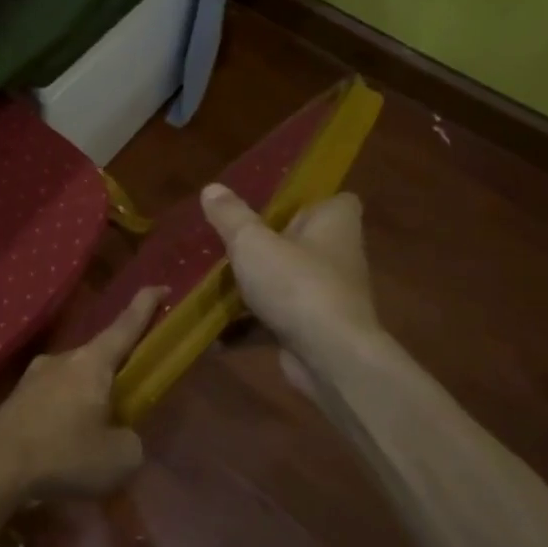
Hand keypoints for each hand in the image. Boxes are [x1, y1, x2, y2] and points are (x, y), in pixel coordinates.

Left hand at [0, 287, 163, 504]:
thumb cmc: (64, 454)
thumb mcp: (119, 458)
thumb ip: (130, 440)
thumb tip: (119, 434)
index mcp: (91, 363)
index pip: (125, 326)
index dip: (146, 306)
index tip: (161, 286)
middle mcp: (61, 359)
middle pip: (97, 359)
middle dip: (114, 377)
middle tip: (126, 405)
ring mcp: (32, 377)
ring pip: (71, 383)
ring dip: (85, 402)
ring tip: (91, 440)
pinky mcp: (14, 400)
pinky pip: (49, 403)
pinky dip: (62, 419)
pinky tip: (61, 449)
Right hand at [199, 185, 385, 397]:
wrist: (330, 358)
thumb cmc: (296, 285)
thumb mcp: (252, 242)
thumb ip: (230, 216)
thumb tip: (212, 188)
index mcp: (334, 223)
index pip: (336, 200)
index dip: (307, 200)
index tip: (271, 204)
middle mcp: (336, 256)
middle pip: (300, 241)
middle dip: (265, 242)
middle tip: (226, 238)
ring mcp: (325, 295)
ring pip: (283, 281)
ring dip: (252, 284)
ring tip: (210, 281)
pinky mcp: (311, 329)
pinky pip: (273, 319)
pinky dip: (246, 325)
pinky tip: (213, 331)